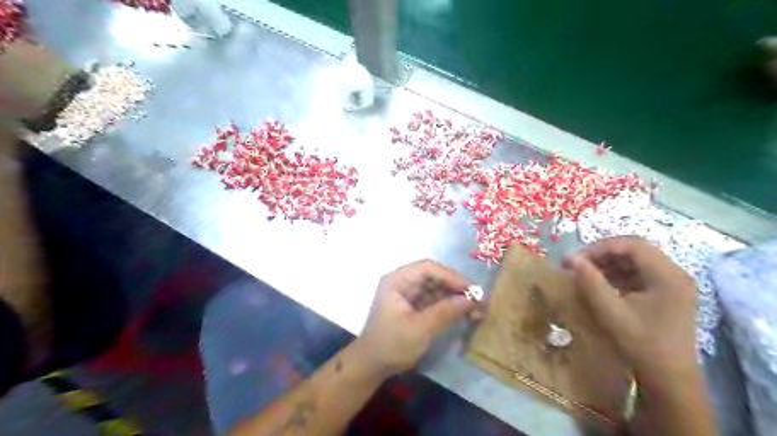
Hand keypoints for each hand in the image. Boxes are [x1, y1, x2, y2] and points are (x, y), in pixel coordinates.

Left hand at [357, 261, 479, 376]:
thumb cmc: (391, 344)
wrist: (372, 367)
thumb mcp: (420, 328)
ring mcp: (409, 295)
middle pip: (434, 277)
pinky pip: (435, 301)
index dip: (451, 276)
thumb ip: (446, 311)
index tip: (472, 289)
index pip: (428, 268)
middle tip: (479, 300)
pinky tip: (466, 314)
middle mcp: (403, 283)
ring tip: (477, 309)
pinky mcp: (414, 308)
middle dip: (456, 288)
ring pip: (437, 289)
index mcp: (398, 280)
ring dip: (456, 298)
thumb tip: (473, 299)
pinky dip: (450, 307)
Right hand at [562, 237, 702, 386]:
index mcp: (668, 276)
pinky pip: (637, 274)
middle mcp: (675, 274)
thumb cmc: (642, 345)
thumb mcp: (611, 312)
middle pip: (634, 250)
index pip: (632, 245)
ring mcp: (672, 284)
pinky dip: (616, 275)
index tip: (576, 259)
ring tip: (585, 274)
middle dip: (602, 254)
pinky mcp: (665, 294)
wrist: (669, 380)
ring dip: (608, 263)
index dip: (600, 247)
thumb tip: (570, 258)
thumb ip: (590, 282)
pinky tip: (601, 284)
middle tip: (578, 265)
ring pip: (635, 260)